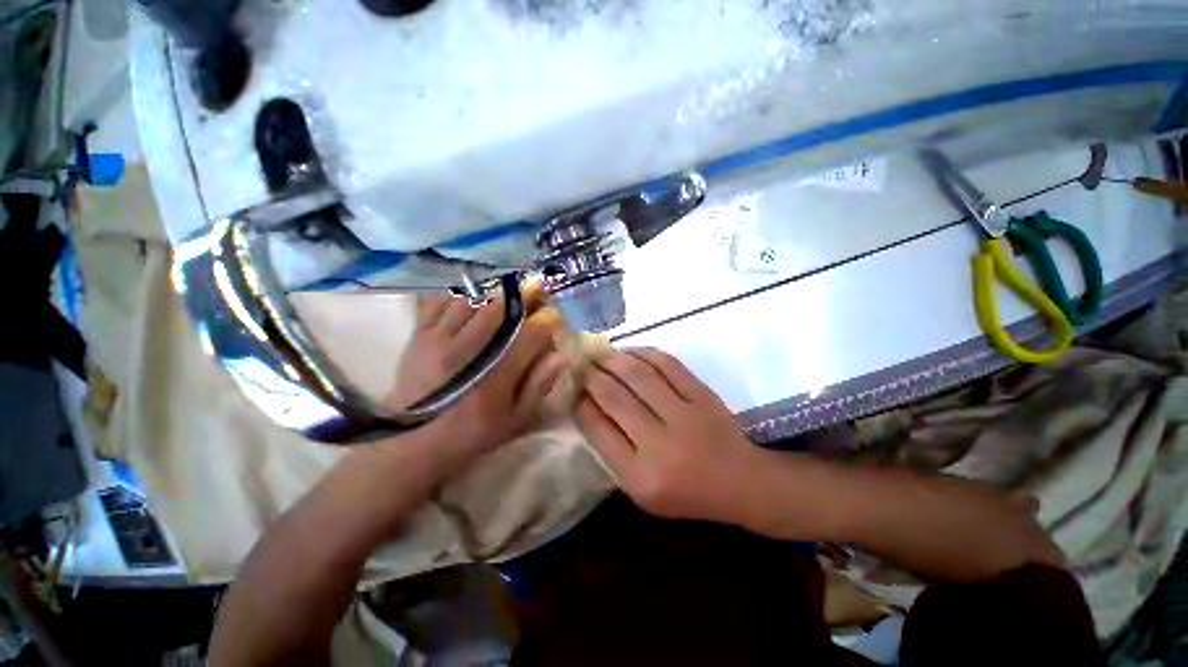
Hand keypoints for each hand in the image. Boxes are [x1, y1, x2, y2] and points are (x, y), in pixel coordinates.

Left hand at [385, 286, 565, 459]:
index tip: (556, 315)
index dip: (548, 319)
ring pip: (473, 300)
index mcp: (495, 377)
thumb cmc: (473, 431)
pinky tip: (474, 301)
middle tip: (537, 286)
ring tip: (507, 295)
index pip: (528, 335)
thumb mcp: (515, 419)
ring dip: (494, 294)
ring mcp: (439, 339)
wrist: (414, 439)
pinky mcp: (419, 334)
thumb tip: (559, 355)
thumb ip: (539, 385)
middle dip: (524, 294)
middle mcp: (467, 352)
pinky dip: (462, 295)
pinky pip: (442, 300)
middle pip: (500, 309)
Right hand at [575, 348, 762, 522]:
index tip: (572, 387)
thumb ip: (611, 449)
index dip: (580, 401)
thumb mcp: (640, 488)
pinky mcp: (702, 395)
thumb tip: (586, 404)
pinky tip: (629, 351)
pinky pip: (667, 364)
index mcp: (639, 476)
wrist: (740, 481)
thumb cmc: (685, 492)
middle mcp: (660, 445)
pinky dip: (643, 352)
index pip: (597, 428)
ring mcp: (685, 415)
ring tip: (599, 353)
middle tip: (579, 364)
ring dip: (613, 359)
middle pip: (614, 396)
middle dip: (590, 375)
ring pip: (638, 375)